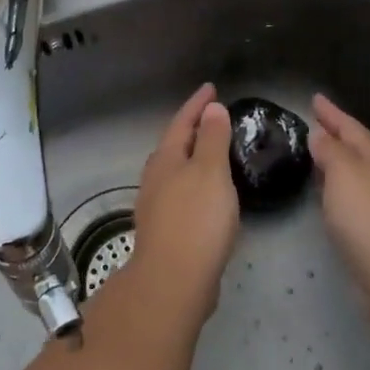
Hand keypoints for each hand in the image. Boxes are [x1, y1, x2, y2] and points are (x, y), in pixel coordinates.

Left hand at [122, 83, 240, 322]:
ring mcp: (156, 205)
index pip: (182, 122)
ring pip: (175, 171)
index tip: (211, 88)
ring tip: (214, 153)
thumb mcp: (211, 172)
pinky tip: (209, 196)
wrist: (174, 281)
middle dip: (192, 130)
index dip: (197, 104)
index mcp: (166, 159)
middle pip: (174, 145)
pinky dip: (196, 184)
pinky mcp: (165, 230)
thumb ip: (213, 139)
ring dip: (193, 157)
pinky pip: (181, 194)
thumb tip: (211, 109)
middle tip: (214, 118)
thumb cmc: (196, 219)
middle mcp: (155, 178)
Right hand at [309, 95, 369, 310]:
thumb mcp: (343, 172)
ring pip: (355, 174)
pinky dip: (338, 190)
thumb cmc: (368, 214)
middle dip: (336, 135)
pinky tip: (327, 197)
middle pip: (357, 148)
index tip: (314, 98)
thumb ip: (330, 150)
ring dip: (336, 163)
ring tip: (315, 157)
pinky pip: (353, 198)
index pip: (350, 126)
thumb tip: (320, 135)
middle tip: (313, 125)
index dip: (331, 113)